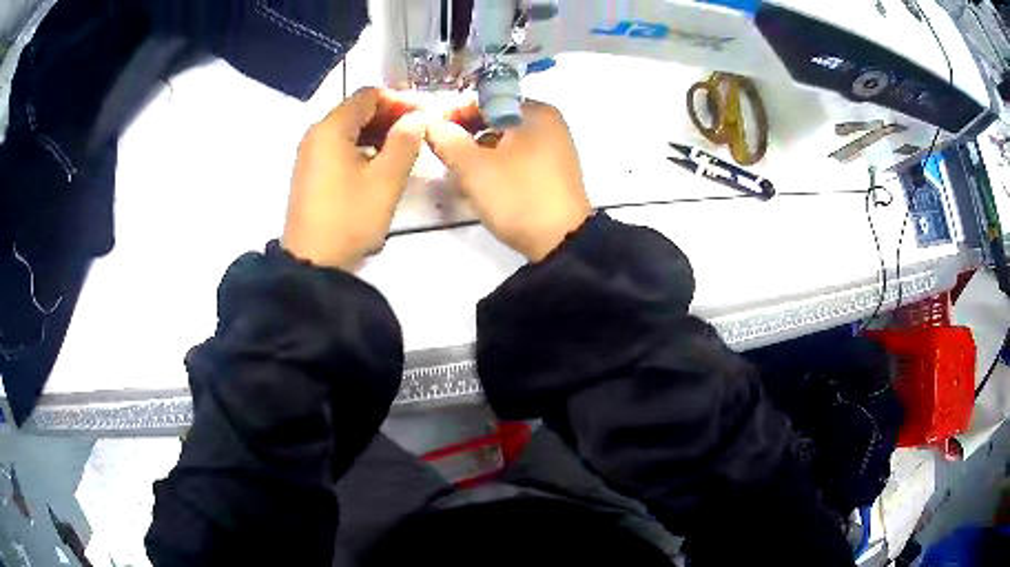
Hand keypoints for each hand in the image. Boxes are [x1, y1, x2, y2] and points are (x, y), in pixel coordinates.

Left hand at [281, 87, 425, 269]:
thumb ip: (405, 142)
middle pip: (356, 110)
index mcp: (331, 129)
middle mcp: (315, 134)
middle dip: (389, 116)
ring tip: (404, 149)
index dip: (399, 100)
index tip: (424, 115)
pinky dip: (361, 148)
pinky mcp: (309, 174)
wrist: (311, 264)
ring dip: (377, 133)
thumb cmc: (350, 218)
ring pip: (347, 130)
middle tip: (418, 131)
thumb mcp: (386, 180)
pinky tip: (379, 166)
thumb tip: (416, 118)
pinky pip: (338, 148)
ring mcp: (309, 155)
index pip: (368, 96)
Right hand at [425, 101, 591, 261]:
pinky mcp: (554, 172)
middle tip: (442, 153)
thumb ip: (448, 140)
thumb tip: (431, 124)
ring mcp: (555, 148)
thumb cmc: (517, 195)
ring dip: (480, 152)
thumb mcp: (474, 167)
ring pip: (507, 140)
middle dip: (467, 135)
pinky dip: (498, 164)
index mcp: (535, 112)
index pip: (485, 101)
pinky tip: (483, 182)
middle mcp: (549, 123)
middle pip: (496, 120)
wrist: (562, 243)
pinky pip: (519, 157)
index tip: (432, 132)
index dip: (454, 114)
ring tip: (459, 171)